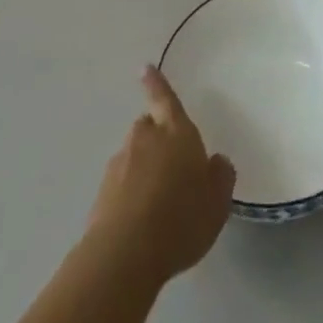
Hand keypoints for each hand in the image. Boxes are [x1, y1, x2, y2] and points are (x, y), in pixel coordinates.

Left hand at [85, 66, 235, 285]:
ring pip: (133, 156)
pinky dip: (129, 194)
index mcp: (176, 133)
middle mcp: (145, 140)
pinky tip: (140, 221)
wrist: (125, 254)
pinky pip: (120, 184)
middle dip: (156, 137)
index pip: (166, 99)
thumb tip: (215, 162)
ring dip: (143, 168)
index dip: (157, 84)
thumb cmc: (181, 218)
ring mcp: (120, 165)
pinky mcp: (102, 194)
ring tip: (157, 201)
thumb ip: (220, 176)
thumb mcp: (217, 201)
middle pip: (148, 127)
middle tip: (170, 162)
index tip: (145, 68)